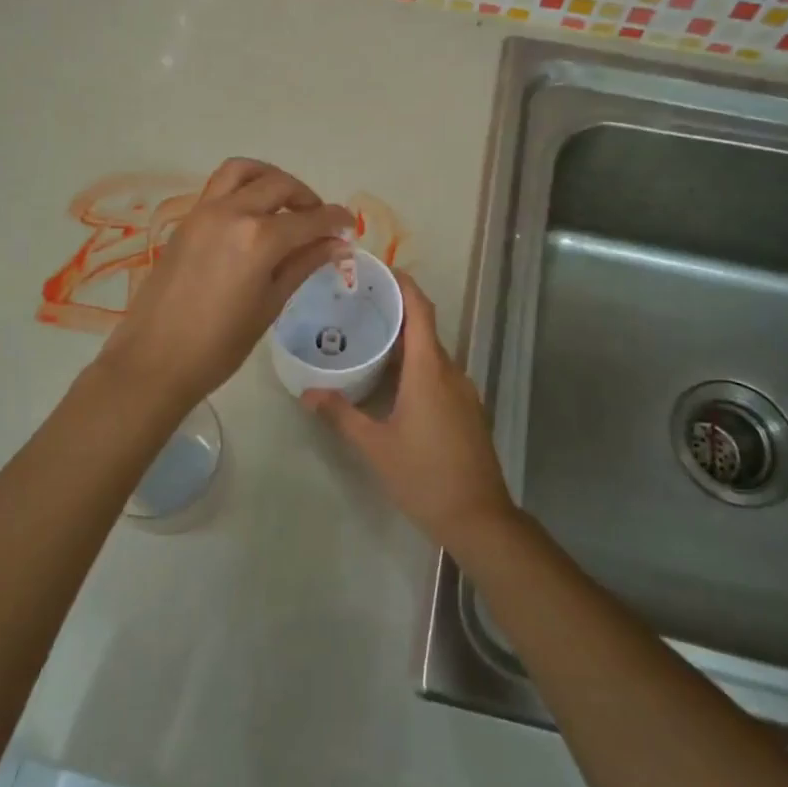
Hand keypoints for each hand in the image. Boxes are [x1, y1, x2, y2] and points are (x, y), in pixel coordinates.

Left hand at [99, 158, 353, 414]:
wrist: (154, 359)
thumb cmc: (219, 344)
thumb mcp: (270, 304)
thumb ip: (303, 265)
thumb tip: (338, 245)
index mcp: (259, 238)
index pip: (310, 218)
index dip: (335, 219)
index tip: (350, 225)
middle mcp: (232, 213)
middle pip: (278, 184)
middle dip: (306, 197)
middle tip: (318, 219)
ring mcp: (203, 212)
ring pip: (242, 171)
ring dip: (270, 179)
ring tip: (284, 204)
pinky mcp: (185, 221)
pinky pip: (220, 188)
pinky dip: (243, 189)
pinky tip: (253, 218)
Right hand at [303, 272, 517, 553]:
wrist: (479, 518)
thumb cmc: (424, 477)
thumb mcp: (375, 447)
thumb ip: (342, 415)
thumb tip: (308, 393)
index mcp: (430, 371)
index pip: (421, 310)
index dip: (404, 284)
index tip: (380, 269)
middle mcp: (451, 372)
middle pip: (425, 328)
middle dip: (397, 311)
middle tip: (358, 304)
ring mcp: (464, 391)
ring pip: (433, 353)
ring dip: (405, 341)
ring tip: (369, 338)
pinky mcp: (468, 409)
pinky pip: (440, 373)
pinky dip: (417, 364)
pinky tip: (392, 380)